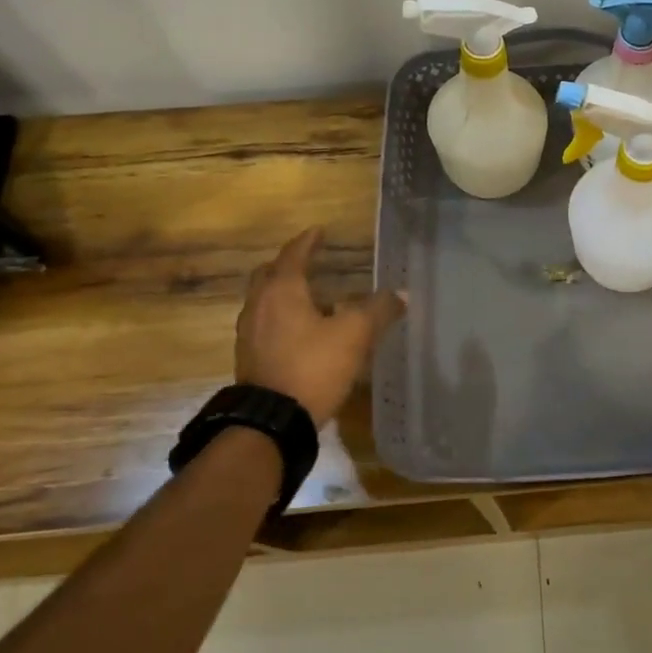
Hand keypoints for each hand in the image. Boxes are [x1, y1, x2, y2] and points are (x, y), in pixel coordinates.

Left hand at [234, 228, 405, 426]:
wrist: (272, 421)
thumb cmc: (313, 366)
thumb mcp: (355, 335)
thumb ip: (378, 310)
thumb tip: (402, 294)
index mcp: (282, 291)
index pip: (293, 255)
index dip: (308, 241)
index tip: (319, 231)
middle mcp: (259, 305)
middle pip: (270, 275)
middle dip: (288, 265)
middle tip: (309, 261)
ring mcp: (249, 333)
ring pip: (264, 301)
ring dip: (283, 293)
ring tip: (309, 297)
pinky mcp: (249, 358)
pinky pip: (265, 324)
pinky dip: (281, 317)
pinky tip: (300, 331)